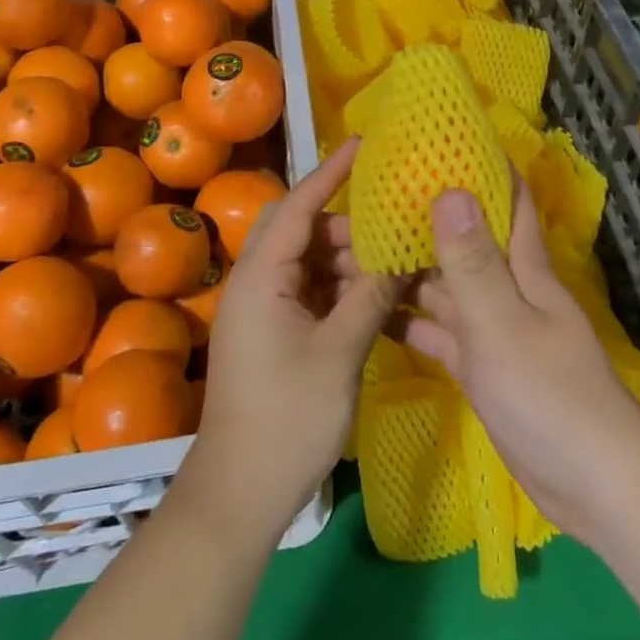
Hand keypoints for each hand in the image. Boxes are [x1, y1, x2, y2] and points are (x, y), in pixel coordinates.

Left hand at [181, 139, 397, 539]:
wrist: (238, 494)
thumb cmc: (286, 419)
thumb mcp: (339, 354)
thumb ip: (371, 297)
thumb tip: (401, 255)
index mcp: (262, 277)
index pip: (299, 205)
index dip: (332, 172)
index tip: (365, 144)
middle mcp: (255, 283)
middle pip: (299, 228)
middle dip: (343, 221)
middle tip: (389, 221)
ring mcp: (261, 309)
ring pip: (305, 261)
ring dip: (343, 258)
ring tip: (390, 260)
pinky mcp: (270, 333)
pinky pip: (307, 291)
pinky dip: (337, 287)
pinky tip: (372, 296)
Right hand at [399, 176, 639, 547]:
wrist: (590, 484)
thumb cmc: (548, 394)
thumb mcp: (502, 323)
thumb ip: (472, 261)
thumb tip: (449, 188)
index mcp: (523, 266)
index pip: (508, 199)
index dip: (481, 166)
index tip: (438, 141)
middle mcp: (507, 288)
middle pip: (463, 240)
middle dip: (423, 217)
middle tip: (370, 196)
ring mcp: (493, 329)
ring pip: (445, 286)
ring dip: (408, 269)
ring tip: (355, 248)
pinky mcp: (480, 367)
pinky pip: (439, 332)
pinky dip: (410, 321)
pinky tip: (371, 311)